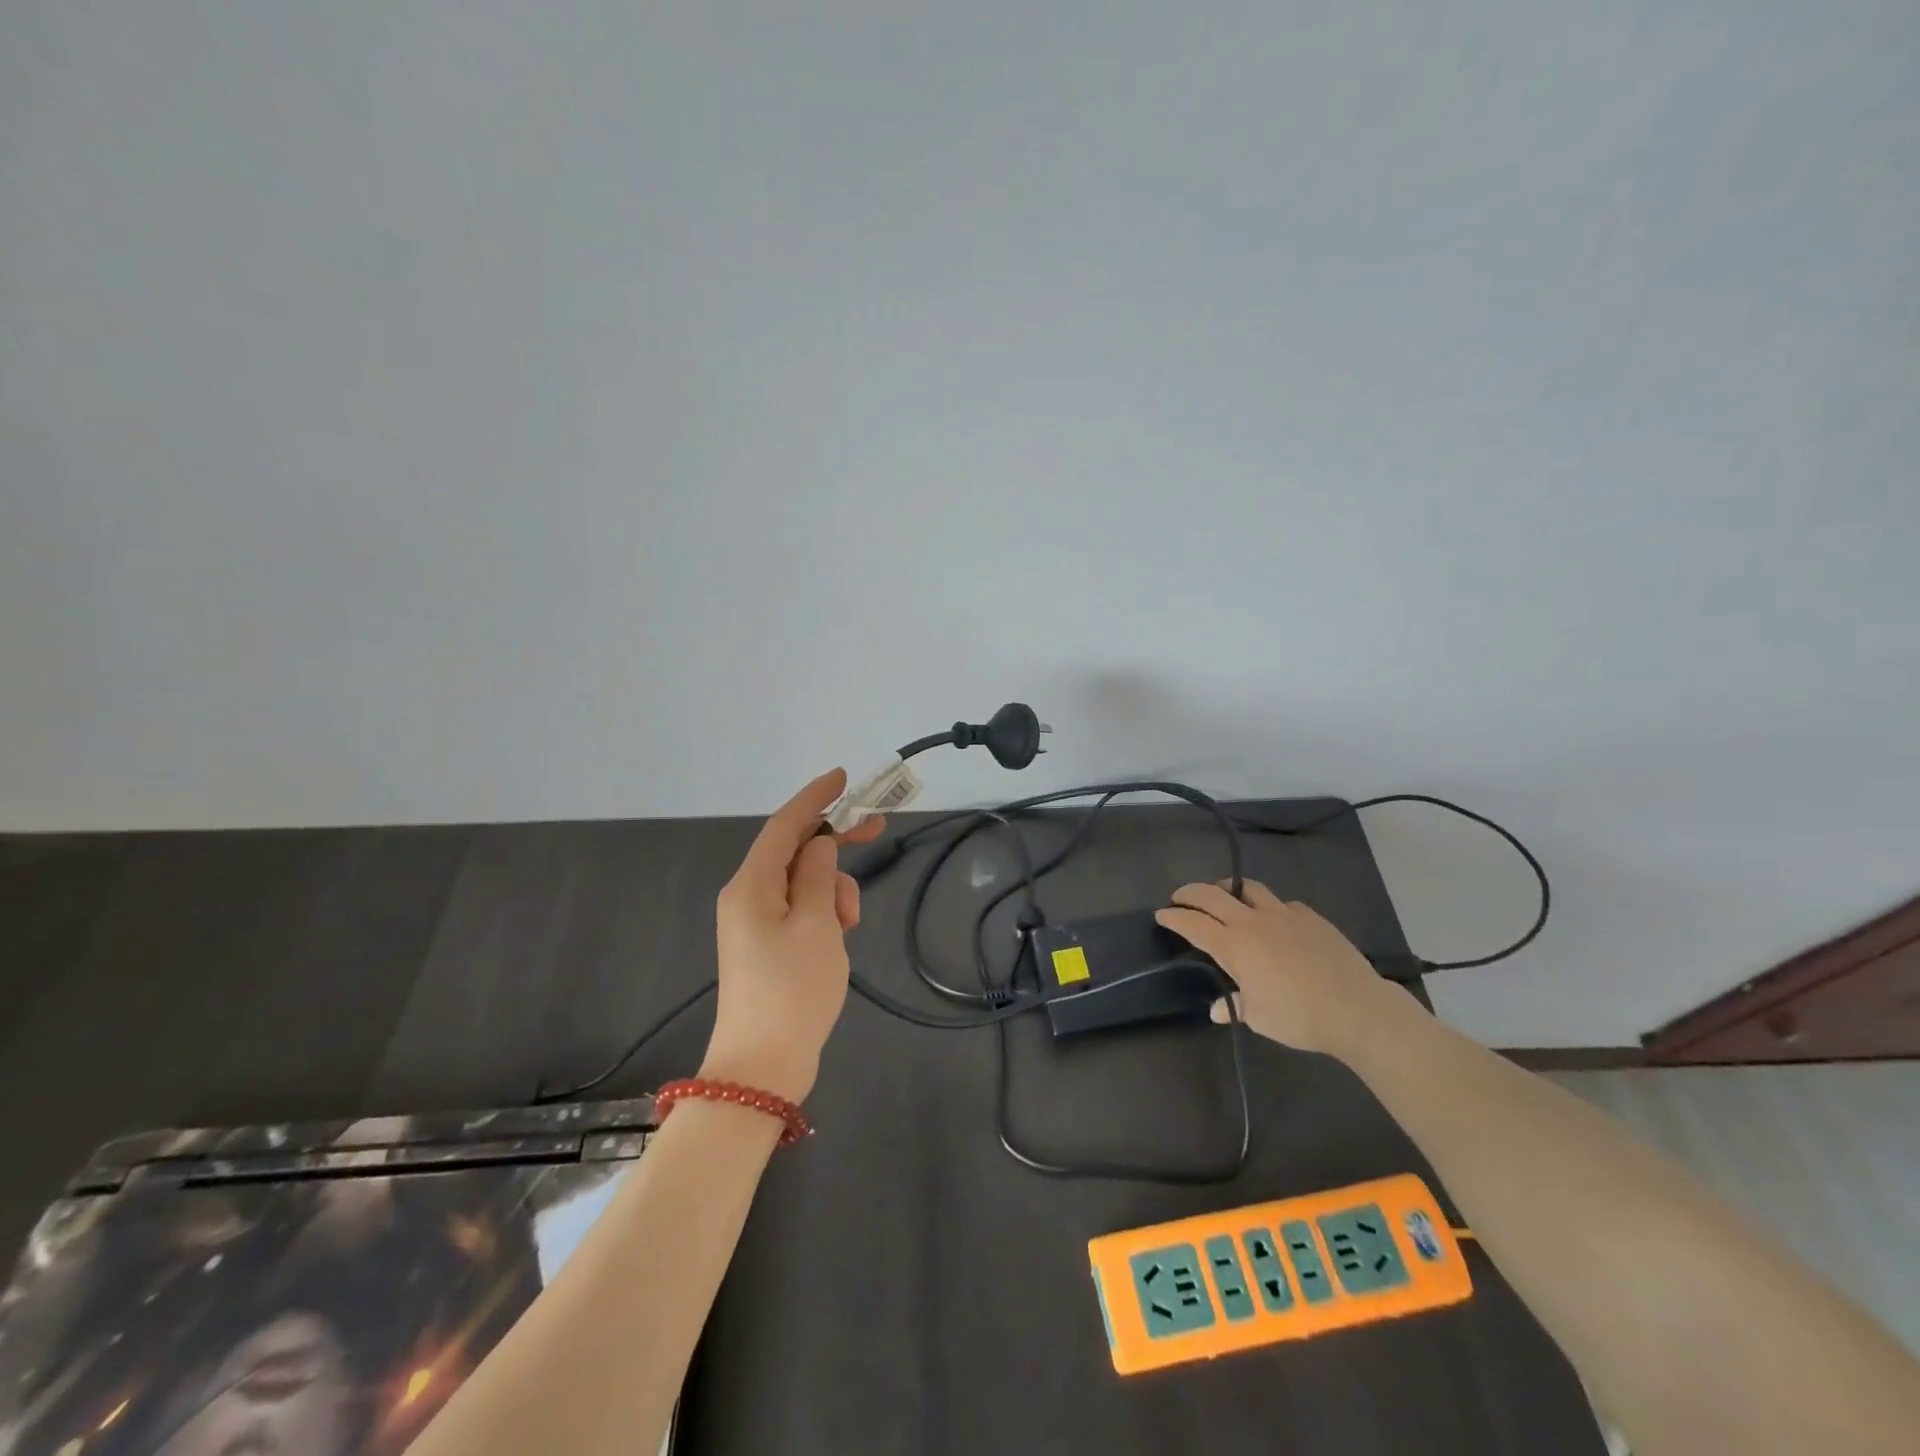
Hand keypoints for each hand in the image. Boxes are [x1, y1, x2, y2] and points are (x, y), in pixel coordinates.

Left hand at [700, 769, 885, 1101]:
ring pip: (801, 881)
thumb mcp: (817, 925)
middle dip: (834, 839)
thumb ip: (820, 875)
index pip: (784, 825)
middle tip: (877, 827)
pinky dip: (823, 910)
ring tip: (850, 923)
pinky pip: (798, 908)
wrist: (762, 1067)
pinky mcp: (765, 945)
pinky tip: (840, 934)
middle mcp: (747, 896)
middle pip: (793, 850)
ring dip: (833, 887)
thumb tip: (819, 845)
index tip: (843, 777)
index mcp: (752, 885)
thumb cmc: (792, 989)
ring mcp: (754, 922)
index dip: (814, 797)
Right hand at [1155, 880, 1401, 1057]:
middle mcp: (1253, 921)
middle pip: (1212, 894)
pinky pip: (1281, 903)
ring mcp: (1283, 914)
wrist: (1357, 1008)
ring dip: (1228, 889)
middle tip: (1179, 897)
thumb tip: (1217, 1009)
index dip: (1173, 917)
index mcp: (1234, 945)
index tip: (1161, 915)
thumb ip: (1234, 1007)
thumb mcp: (1259, 1018)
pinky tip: (1274, 921)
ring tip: (1223, 897)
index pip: (1192, 923)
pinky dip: (1268, 907)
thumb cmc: (1299, 1016)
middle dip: (1190, 893)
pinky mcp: (1310, 916)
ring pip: (1247, 888)